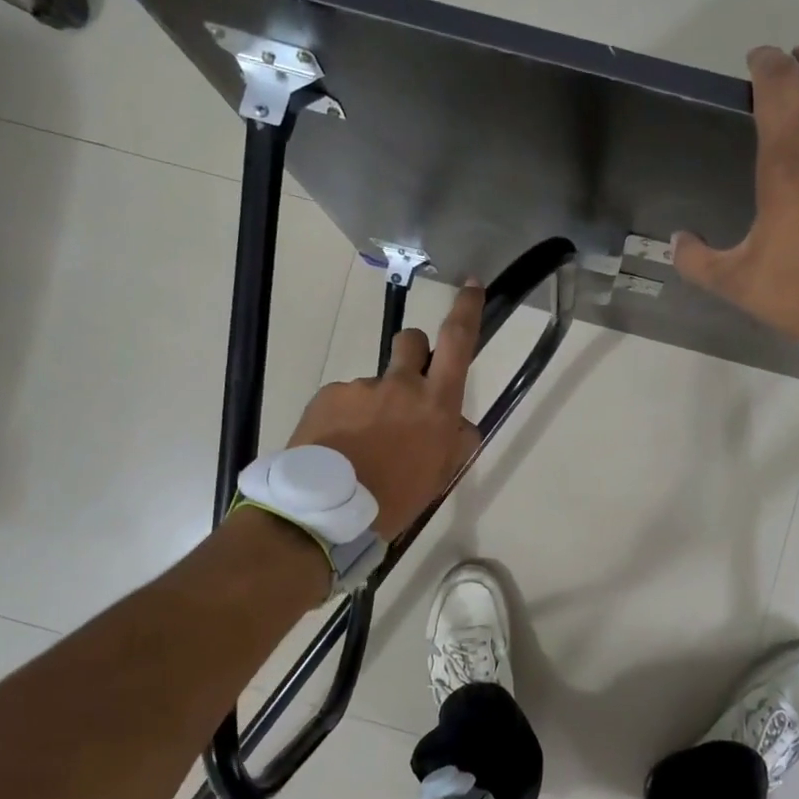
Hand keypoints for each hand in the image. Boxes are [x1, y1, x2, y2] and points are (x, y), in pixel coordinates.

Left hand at [286, 282, 484, 538]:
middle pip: (411, 340)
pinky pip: (343, 399)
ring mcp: (360, 387)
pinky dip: (344, 418)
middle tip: (406, 387)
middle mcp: (400, 385)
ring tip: (360, 445)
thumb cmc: (395, 498)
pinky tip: (338, 448)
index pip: (457, 342)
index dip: (466, 310)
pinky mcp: (328, 396)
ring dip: (373, 403)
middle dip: (414, 352)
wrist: (326, 513)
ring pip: (374, 383)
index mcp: (436, 404)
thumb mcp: (440, 476)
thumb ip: (456, 443)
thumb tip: (460, 425)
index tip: (471, 285)